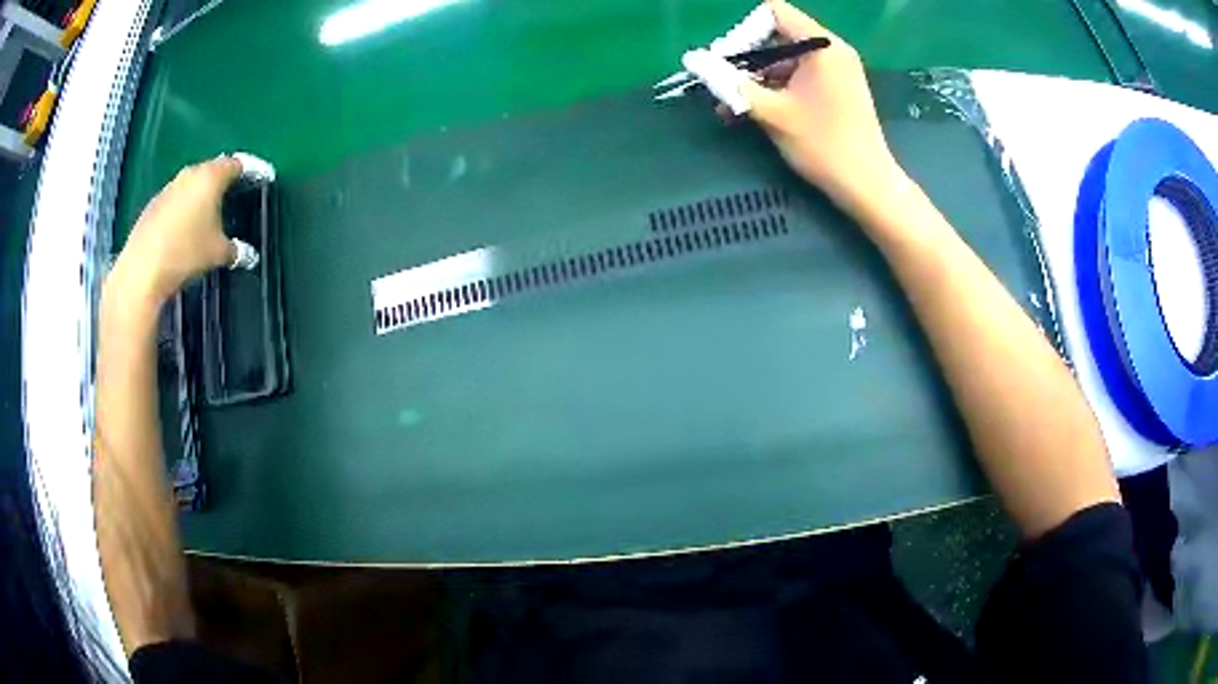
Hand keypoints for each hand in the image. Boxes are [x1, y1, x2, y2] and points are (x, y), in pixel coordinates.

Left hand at [109, 157, 242, 304]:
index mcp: (211, 177)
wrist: (143, 269)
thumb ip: (235, 250)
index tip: (256, 183)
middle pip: (211, 171)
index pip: (236, 165)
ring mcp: (169, 188)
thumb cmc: (186, 252)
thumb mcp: (218, 253)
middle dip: (221, 185)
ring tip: (205, 220)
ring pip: (191, 186)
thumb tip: (247, 254)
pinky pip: (175, 201)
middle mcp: (190, 174)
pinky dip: (182, 211)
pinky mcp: (154, 205)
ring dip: (199, 198)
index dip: (249, 172)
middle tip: (230, 202)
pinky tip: (183, 232)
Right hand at [736, 1, 905, 218]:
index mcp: (822, 46)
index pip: (773, 13)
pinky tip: (754, 111)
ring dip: (757, 80)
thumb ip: (729, 82)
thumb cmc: (822, 145)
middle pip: (777, 36)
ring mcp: (838, 70)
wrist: (867, 186)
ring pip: (785, 60)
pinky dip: (776, 89)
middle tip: (724, 87)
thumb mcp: (771, 111)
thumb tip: (692, 59)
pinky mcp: (838, 89)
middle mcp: (832, 50)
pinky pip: (800, 77)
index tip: (729, 63)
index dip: (745, 32)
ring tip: (731, 108)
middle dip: (746, 60)